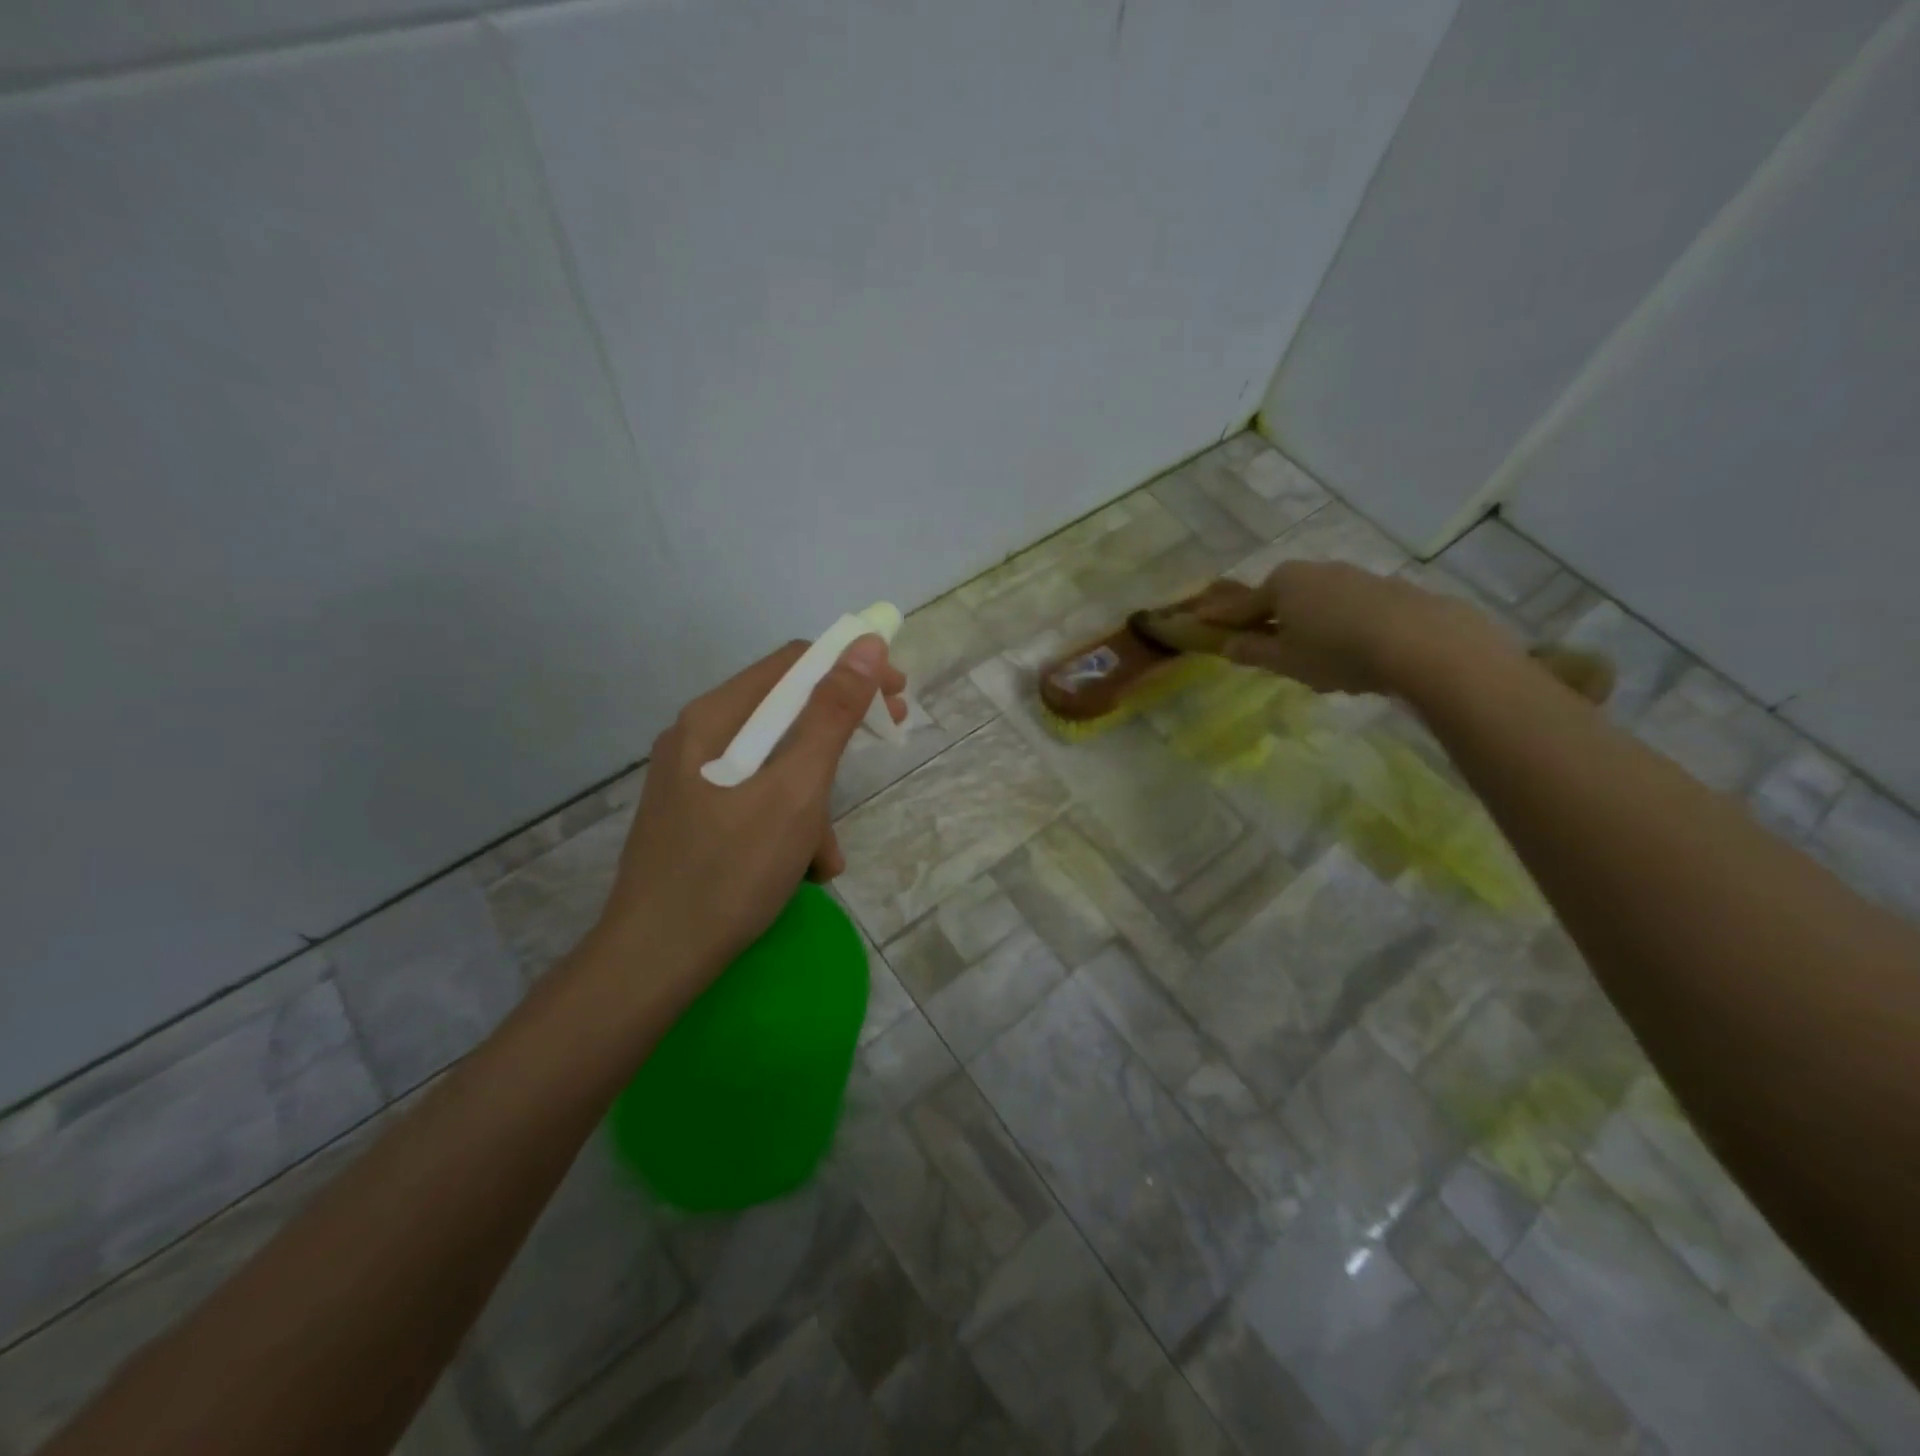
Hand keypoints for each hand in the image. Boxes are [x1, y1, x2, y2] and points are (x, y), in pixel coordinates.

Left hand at [585, 637, 906, 1007]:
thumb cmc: (730, 871)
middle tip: (887, 745)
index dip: (852, 669)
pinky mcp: (695, 817)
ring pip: (775, 765)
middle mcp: (698, 737)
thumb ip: (832, 716)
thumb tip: (868, 645)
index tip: (896, 696)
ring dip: (814, 800)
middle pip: (785, 713)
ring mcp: (692, 779)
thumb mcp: (795, 791)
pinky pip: (756, 800)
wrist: (653, 962)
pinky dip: (788, 824)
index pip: (794, 664)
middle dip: (837, 738)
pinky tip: (802, 871)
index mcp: (715, 717)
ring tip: (825, 855)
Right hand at [1197, 559, 1511, 695]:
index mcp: (1280, 584)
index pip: (1241, 605)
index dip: (1220, 619)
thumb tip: (1226, 646)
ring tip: (1312, 657)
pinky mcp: (1384, 588)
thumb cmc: (1336, 651)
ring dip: (1306, 623)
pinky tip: (1349, 650)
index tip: (1199, 622)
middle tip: (1264, 648)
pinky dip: (1337, 625)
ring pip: (1314, 602)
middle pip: (1279, 598)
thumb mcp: (1284, 660)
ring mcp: (1351, 575)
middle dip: (1269, 620)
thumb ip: (1251, 652)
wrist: (1421, 641)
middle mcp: (1312, 570)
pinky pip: (1345, 607)